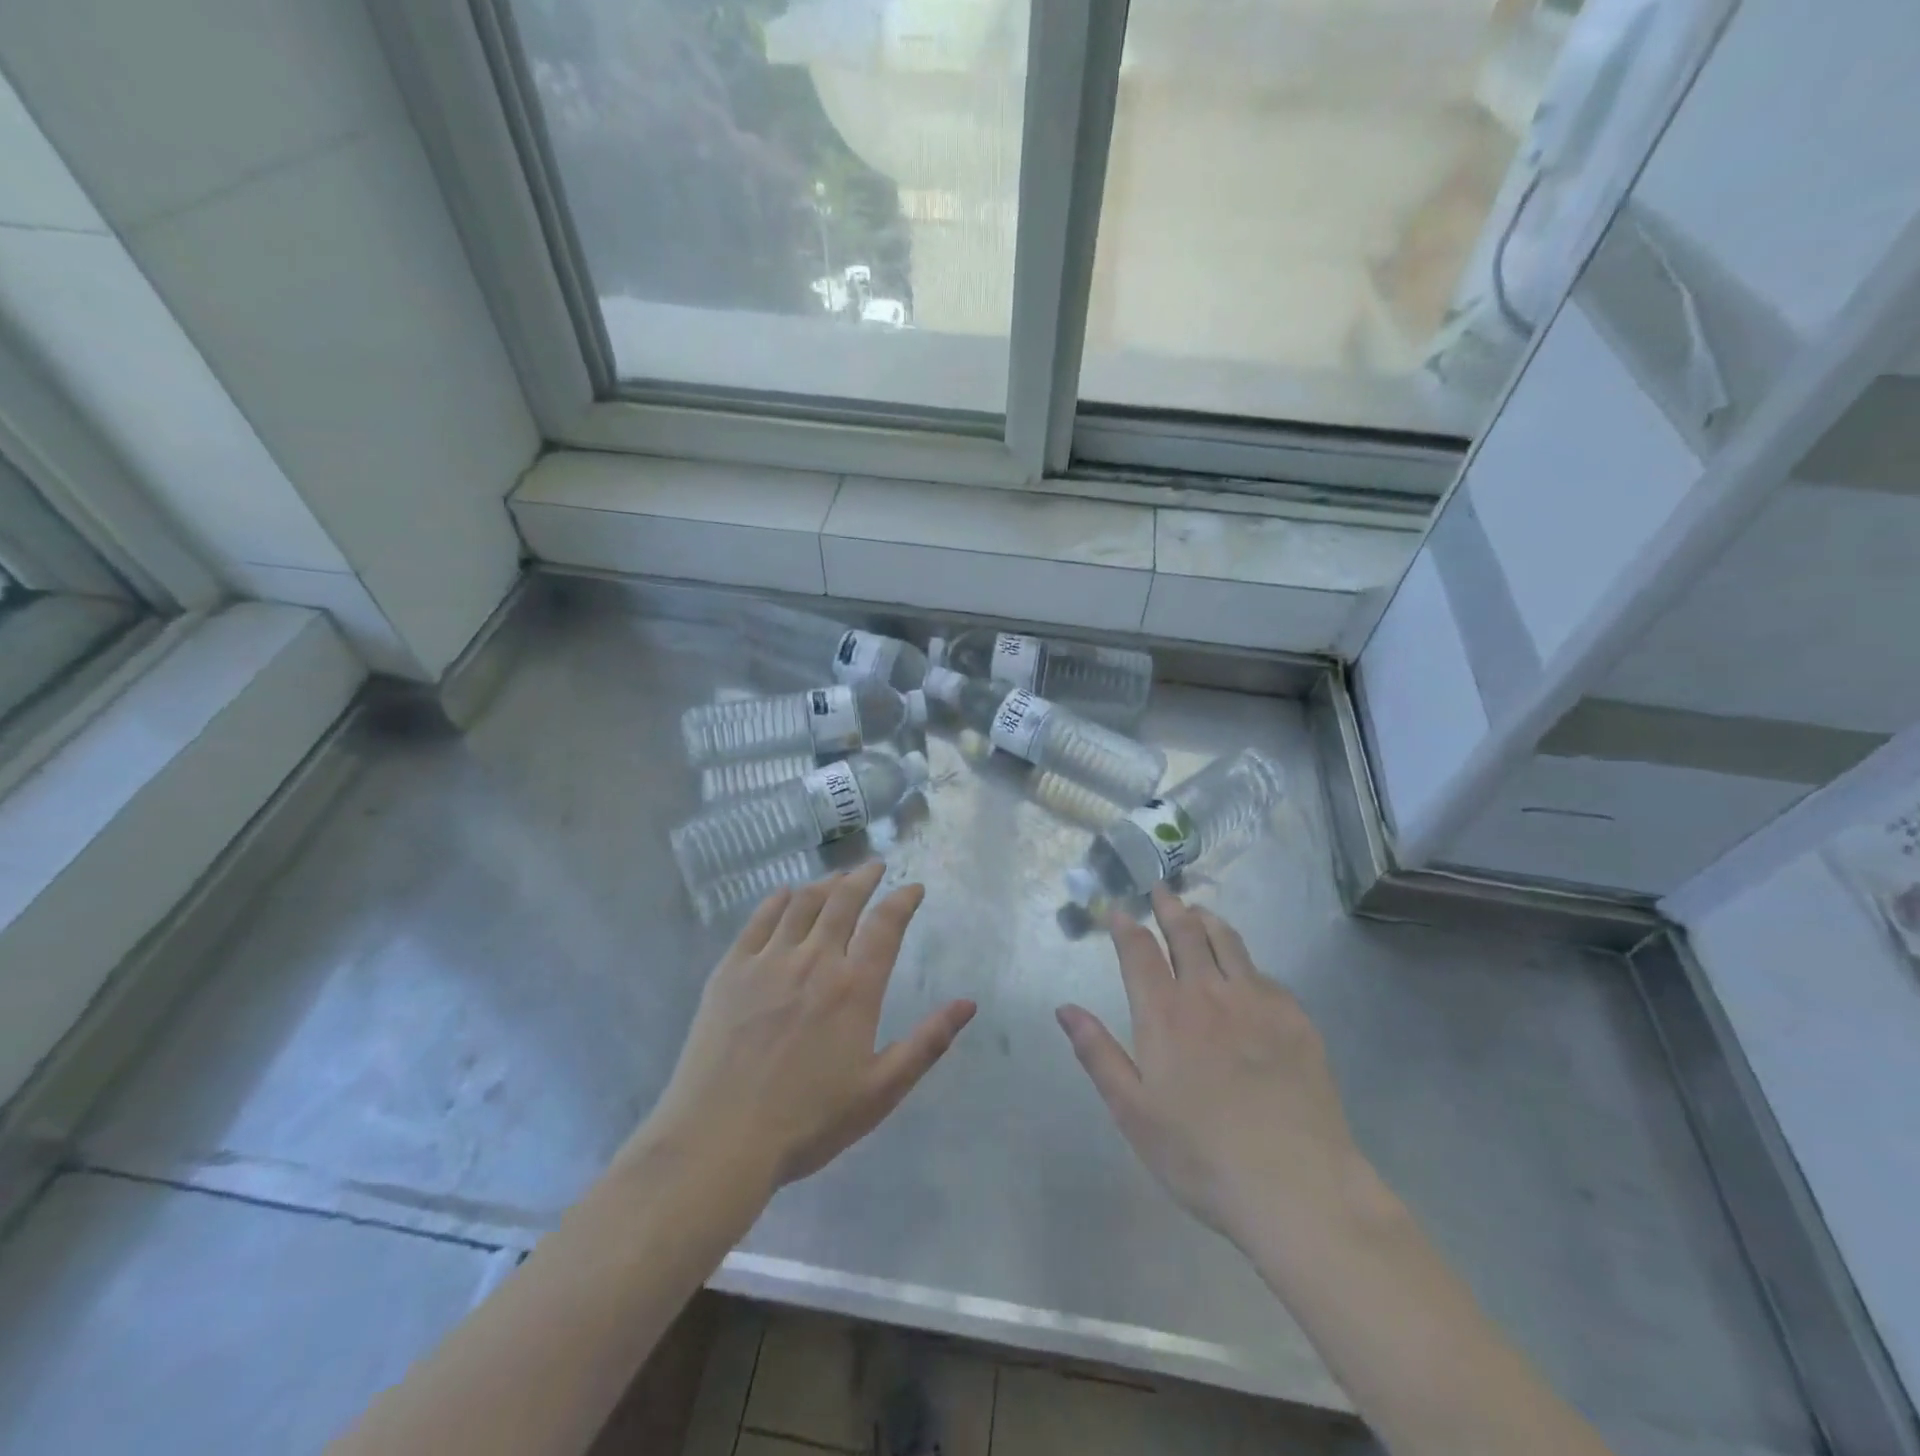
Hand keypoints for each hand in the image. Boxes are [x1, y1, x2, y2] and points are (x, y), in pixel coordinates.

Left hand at [634, 861, 975, 1191]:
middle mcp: (814, 960)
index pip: (886, 924)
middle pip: (843, 901)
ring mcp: (768, 961)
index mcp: (854, 988)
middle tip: (874, 867)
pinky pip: (758, 920)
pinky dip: (777, 900)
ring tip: (837, 878)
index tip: (913, 888)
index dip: (903, 899)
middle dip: (863, 878)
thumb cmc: (808, 1121)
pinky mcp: (730, 970)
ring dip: (825, 884)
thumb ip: (927, 1043)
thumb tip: (968, 1004)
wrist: (719, 1139)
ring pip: (802, 903)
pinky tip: (785, 895)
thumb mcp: (880, 1091)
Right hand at [1056, 887, 1369, 1250]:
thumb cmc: (1200, 1155)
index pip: (1139, 951)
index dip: (1126, 925)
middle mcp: (1208, 993)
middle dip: (1170, 907)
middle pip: (1186, 933)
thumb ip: (1098, 1053)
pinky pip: (1264, 974)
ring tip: (1199, 911)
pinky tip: (1245, 972)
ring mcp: (1257, 1002)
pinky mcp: (1296, 1019)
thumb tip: (1065, 1008)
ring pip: (1229, 943)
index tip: (1119, 909)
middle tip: (1161, 890)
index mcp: (1164, 1014)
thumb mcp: (1132, 1112)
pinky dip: (1245, 962)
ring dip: (1208, 921)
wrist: (1297, 1187)